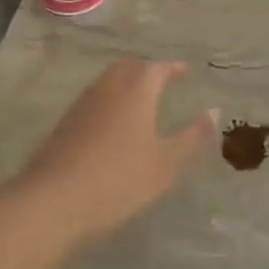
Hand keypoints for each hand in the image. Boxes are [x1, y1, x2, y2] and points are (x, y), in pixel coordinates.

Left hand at [20, 61, 215, 241]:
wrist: (55, 200)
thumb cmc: (120, 179)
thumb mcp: (166, 163)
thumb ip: (192, 137)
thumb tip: (213, 111)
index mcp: (136, 91)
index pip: (156, 68)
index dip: (171, 68)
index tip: (184, 71)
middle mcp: (108, 89)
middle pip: (128, 69)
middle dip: (146, 71)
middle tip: (161, 81)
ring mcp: (82, 105)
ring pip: (107, 83)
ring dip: (125, 85)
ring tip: (139, 102)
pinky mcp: (64, 124)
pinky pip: (93, 102)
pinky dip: (108, 103)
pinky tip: (111, 126)